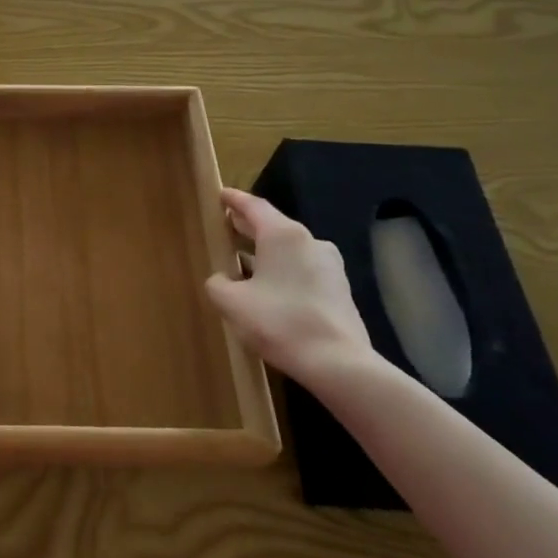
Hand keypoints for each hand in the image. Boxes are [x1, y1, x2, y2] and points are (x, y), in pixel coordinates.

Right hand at [203, 188, 384, 392]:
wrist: (338, 363)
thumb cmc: (279, 322)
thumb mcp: (232, 303)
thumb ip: (218, 284)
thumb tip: (222, 279)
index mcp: (283, 235)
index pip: (254, 206)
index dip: (234, 200)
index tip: (220, 195)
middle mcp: (309, 241)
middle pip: (273, 225)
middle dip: (248, 226)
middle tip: (226, 226)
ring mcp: (329, 265)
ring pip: (289, 249)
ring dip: (265, 252)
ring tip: (242, 260)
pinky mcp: (339, 289)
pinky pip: (303, 269)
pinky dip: (282, 270)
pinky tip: (269, 288)